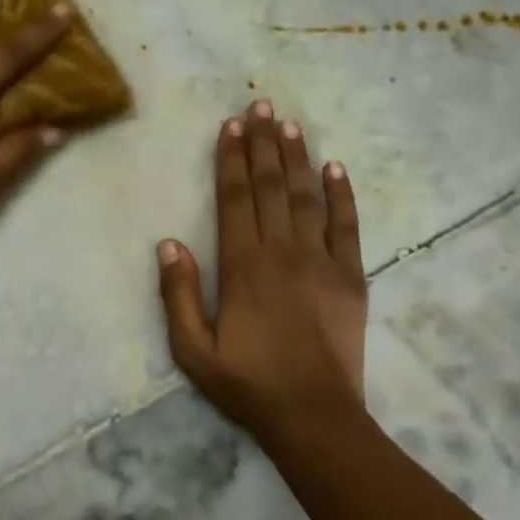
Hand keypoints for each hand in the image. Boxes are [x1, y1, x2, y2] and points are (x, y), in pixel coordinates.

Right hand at [157, 99, 368, 437]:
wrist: (313, 415)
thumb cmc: (247, 383)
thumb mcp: (192, 349)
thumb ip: (178, 294)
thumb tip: (169, 243)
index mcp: (243, 266)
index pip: (235, 199)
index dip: (231, 159)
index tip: (230, 126)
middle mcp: (282, 252)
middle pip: (271, 186)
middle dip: (263, 143)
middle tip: (259, 104)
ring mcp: (322, 261)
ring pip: (307, 197)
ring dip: (297, 157)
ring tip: (288, 123)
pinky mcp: (351, 277)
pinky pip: (347, 226)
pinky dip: (341, 195)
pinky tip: (335, 168)